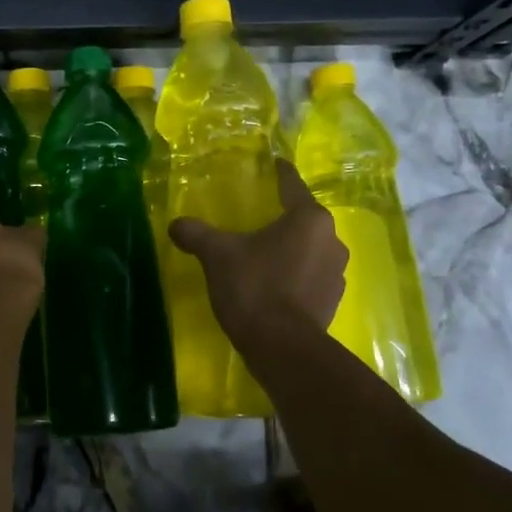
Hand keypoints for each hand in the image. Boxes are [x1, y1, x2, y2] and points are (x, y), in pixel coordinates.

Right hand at [167, 159, 346, 346]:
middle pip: (304, 219)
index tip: (275, 163)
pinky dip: (296, 275)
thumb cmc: (254, 288)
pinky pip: (312, 276)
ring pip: (311, 249)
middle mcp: (331, 240)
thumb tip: (175, 224)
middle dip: (284, 217)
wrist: (282, 347)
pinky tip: (276, 283)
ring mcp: (336, 272)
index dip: (280, 173)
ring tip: (267, 253)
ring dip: (292, 249)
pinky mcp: (333, 300)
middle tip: (261, 216)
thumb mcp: (218, 255)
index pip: (292, 185)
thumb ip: (197, 234)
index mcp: (308, 219)